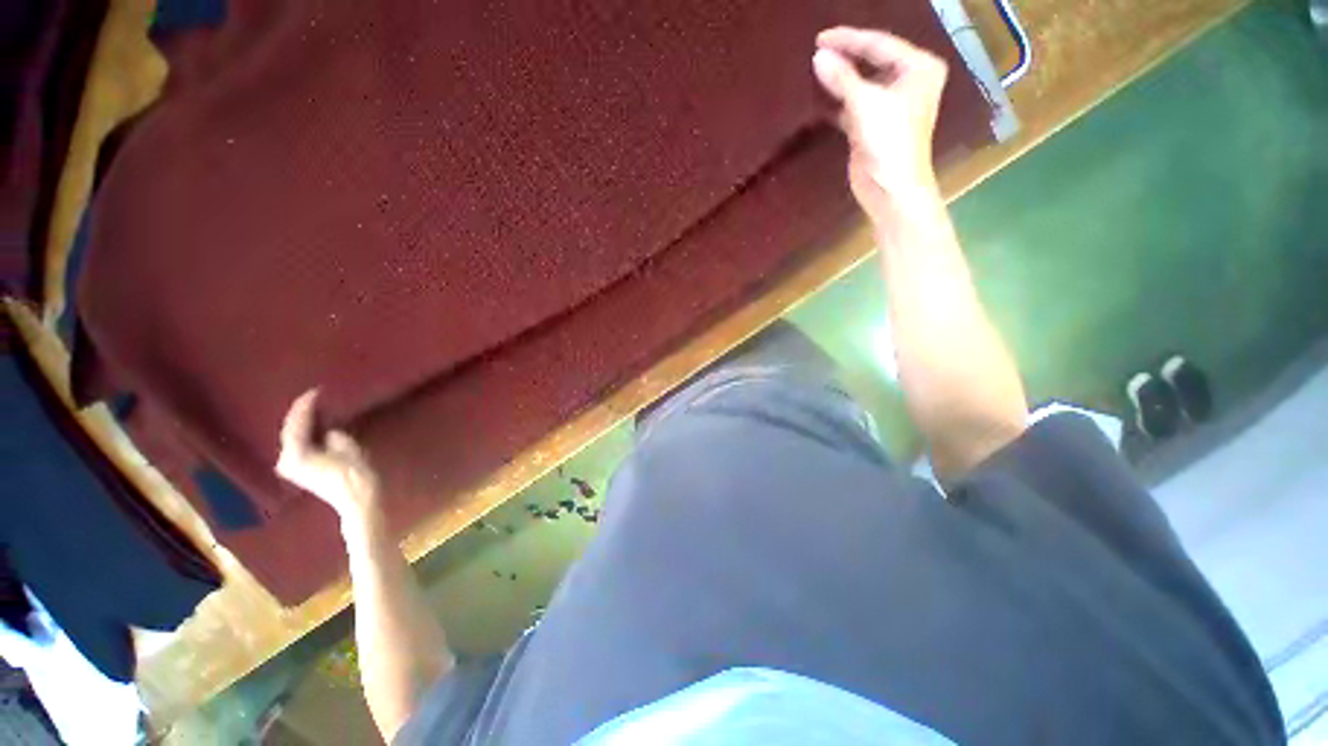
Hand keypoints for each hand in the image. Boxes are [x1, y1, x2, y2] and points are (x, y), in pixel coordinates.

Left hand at [276, 389, 379, 523]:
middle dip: (301, 413)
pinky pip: (297, 445)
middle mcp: (286, 460)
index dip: (305, 405)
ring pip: (292, 438)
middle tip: (315, 397)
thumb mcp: (348, 448)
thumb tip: (327, 431)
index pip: (296, 423)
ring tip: (315, 408)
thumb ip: (332, 435)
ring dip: (302, 423)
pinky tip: (314, 426)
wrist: (357, 501)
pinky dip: (304, 434)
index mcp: (296, 454)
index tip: (315, 390)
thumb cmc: (355, 475)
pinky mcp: (299, 471)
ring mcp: (290, 468)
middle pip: (289, 430)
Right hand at [813, 27, 947, 217]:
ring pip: (863, 83)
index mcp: (918, 68)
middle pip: (872, 61)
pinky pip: (855, 104)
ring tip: (816, 70)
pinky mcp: (875, 125)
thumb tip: (818, 56)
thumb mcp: (865, 105)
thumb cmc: (889, 142)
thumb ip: (842, 78)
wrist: (891, 189)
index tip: (819, 38)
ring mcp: (892, 104)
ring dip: (841, 79)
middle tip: (817, 51)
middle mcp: (908, 81)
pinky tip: (821, 97)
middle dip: (846, 56)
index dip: (849, 39)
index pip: (879, 44)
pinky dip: (839, 101)